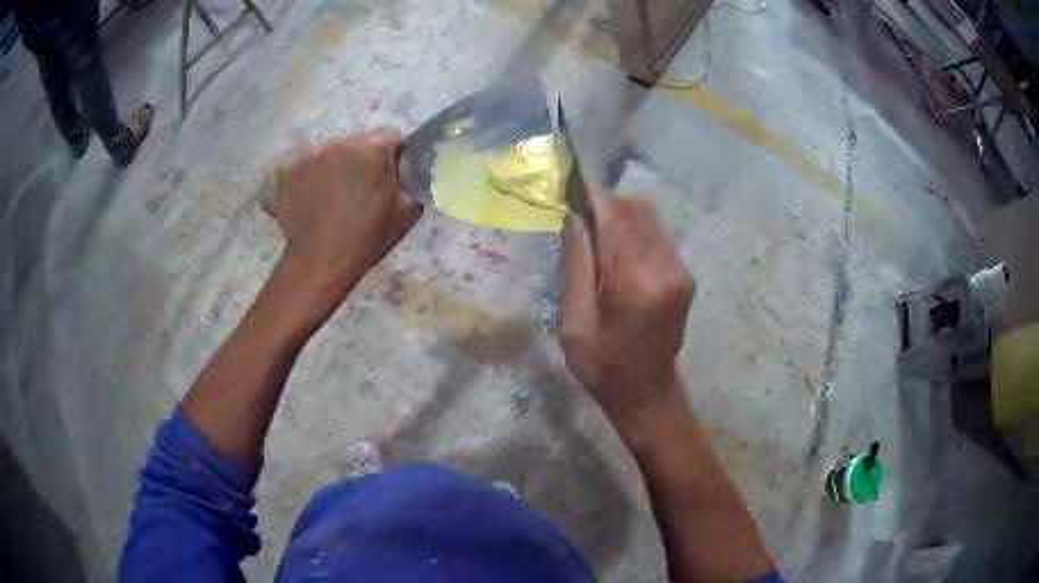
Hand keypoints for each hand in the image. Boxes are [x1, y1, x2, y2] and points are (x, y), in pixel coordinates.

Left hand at [275, 127, 421, 294]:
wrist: (320, 261)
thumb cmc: (366, 238)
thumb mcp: (406, 212)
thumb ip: (413, 182)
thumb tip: (410, 171)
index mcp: (373, 149)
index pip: (390, 135)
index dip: (392, 154)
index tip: (387, 175)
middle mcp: (341, 142)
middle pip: (357, 141)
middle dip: (359, 159)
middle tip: (357, 188)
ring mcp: (310, 153)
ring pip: (329, 151)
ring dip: (333, 165)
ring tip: (329, 195)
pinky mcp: (287, 168)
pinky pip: (303, 164)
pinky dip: (307, 175)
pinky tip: (309, 196)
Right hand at [559, 190, 695, 429]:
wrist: (646, 393)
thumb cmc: (603, 365)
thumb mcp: (574, 321)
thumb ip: (577, 264)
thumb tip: (574, 217)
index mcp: (637, 284)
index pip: (616, 219)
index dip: (592, 198)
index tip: (569, 187)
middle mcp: (667, 269)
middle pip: (637, 211)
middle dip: (606, 204)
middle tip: (578, 216)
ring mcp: (681, 270)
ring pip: (649, 219)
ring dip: (620, 216)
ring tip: (593, 235)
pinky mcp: (684, 274)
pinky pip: (657, 235)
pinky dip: (633, 231)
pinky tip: (615, 251)